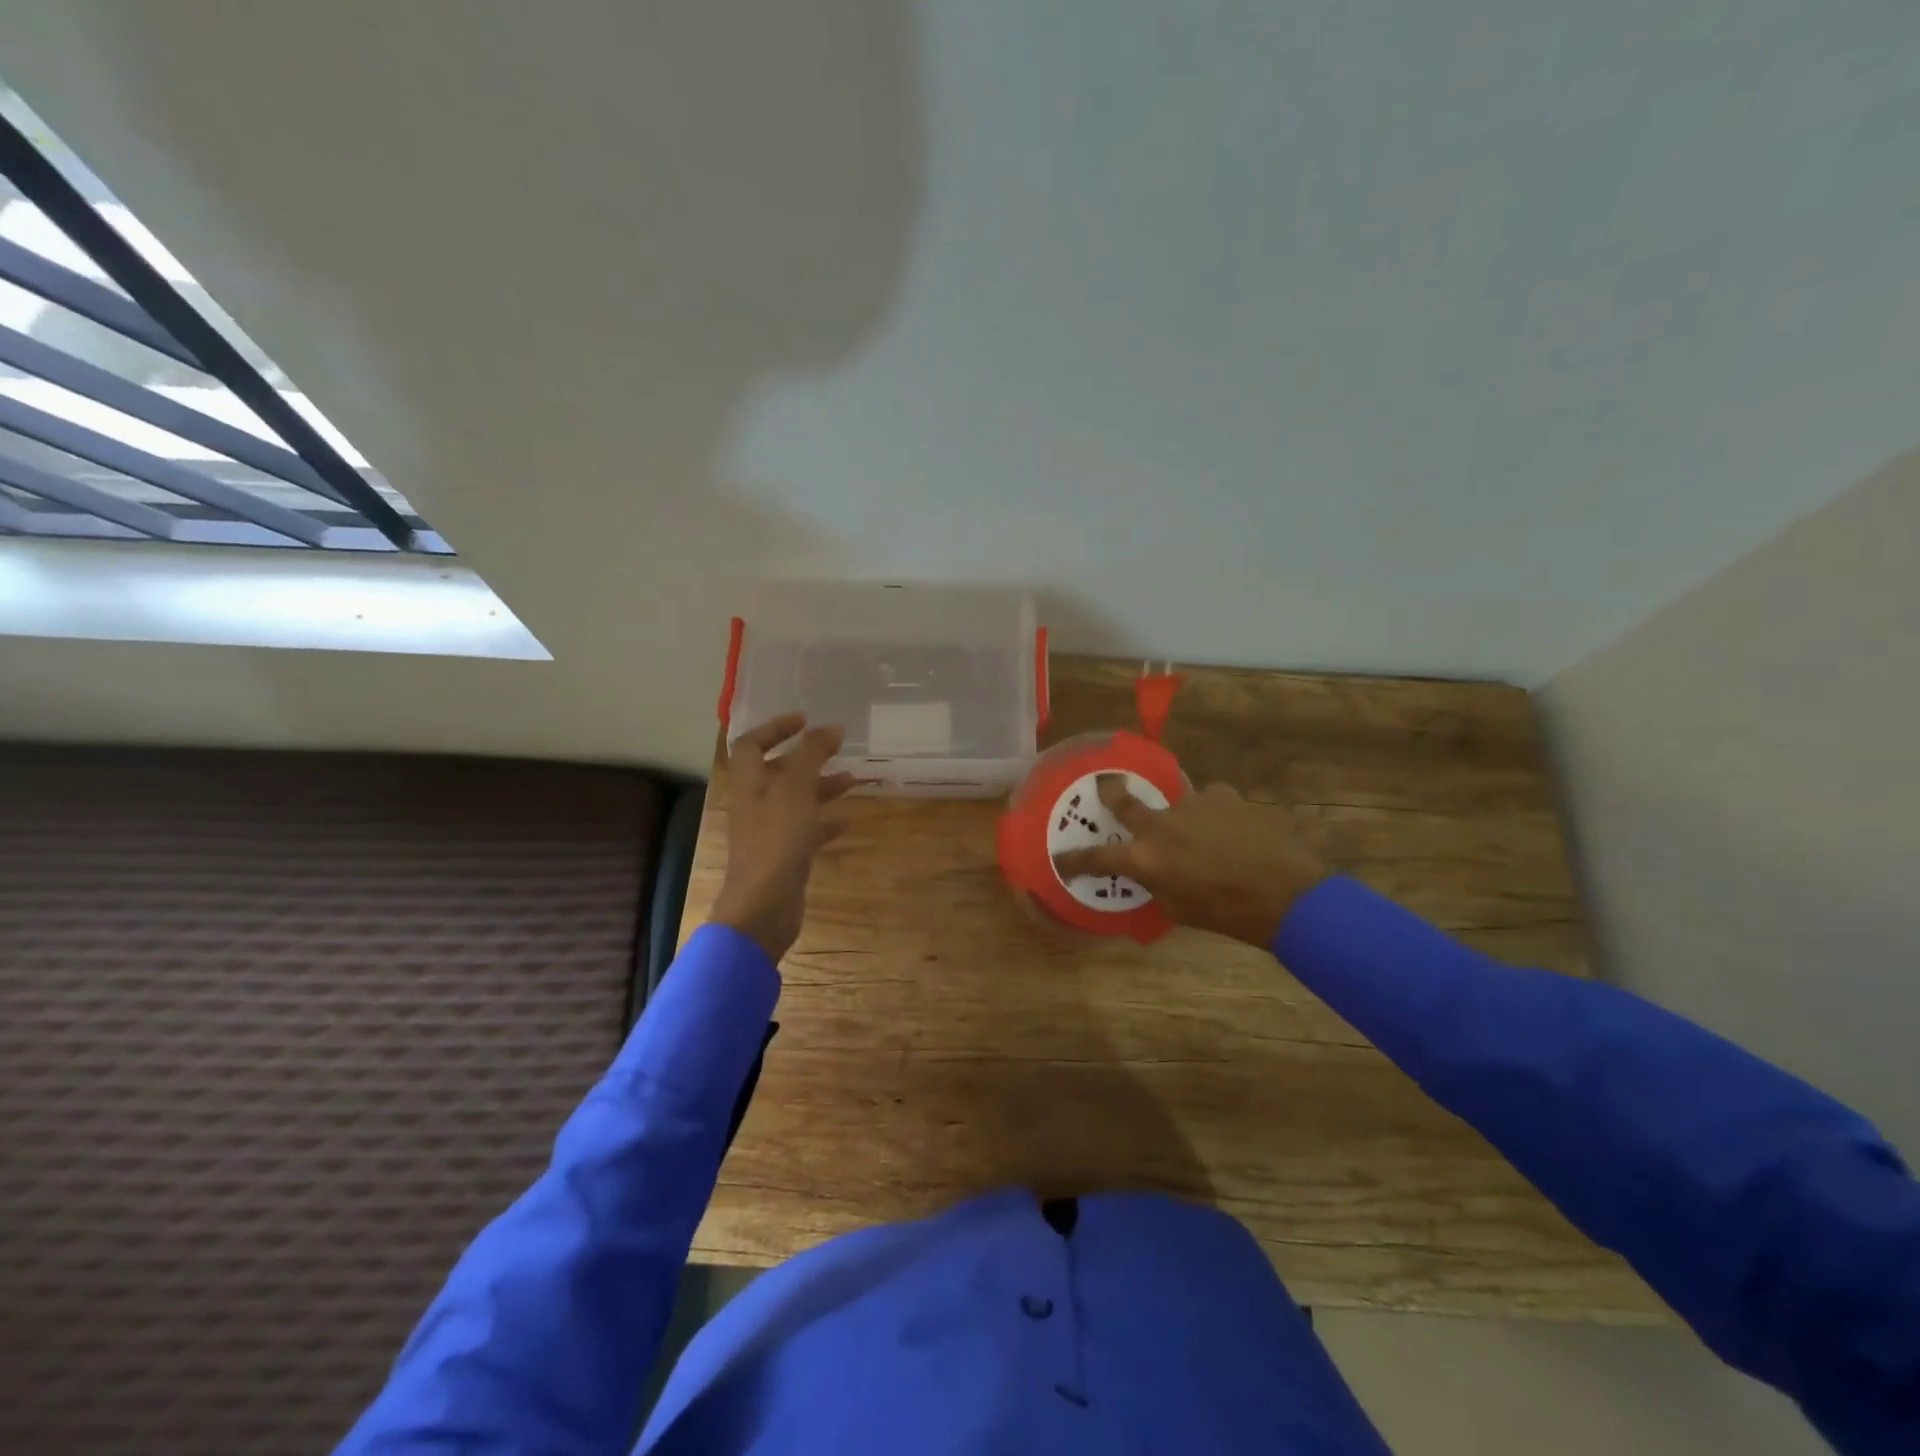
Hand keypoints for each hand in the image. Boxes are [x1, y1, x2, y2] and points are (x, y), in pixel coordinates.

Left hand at [711, 713, 855, 962]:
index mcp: (749, 783)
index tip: (805, 720)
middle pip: (777, 771)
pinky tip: (847, 820)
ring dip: (821, 786)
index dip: (775, 728)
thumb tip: (831, 727)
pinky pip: (806, 830)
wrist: (764, 907)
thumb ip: (812, 754)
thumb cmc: (776, 840)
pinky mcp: (785, 856)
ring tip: (853, 779)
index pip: (751, 744)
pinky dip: (825, 821)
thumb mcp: (796, 789)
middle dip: (806, 758)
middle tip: (836, 747)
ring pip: (796, 800)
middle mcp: (756, 803)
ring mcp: (769, 832)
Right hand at [1052, 777, 1327, 947]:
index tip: (1061, 858)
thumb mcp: (1178, 907)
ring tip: (1206, 835)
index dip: (1075, 859)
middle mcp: (1160, 825)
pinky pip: (1209, 801)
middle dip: (1108, 792)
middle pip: (1122, 800)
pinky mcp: (1222, 794)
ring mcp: (1191, 804)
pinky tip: (1231, 829)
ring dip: (1184, 818)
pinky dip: (1213, 814)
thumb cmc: (1227, 913)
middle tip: (1103, 784)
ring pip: (1177, 804)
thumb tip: (1150, 871)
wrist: (1286, 896)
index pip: (1097, 857)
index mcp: (1146, 859)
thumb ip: (1156, 883)